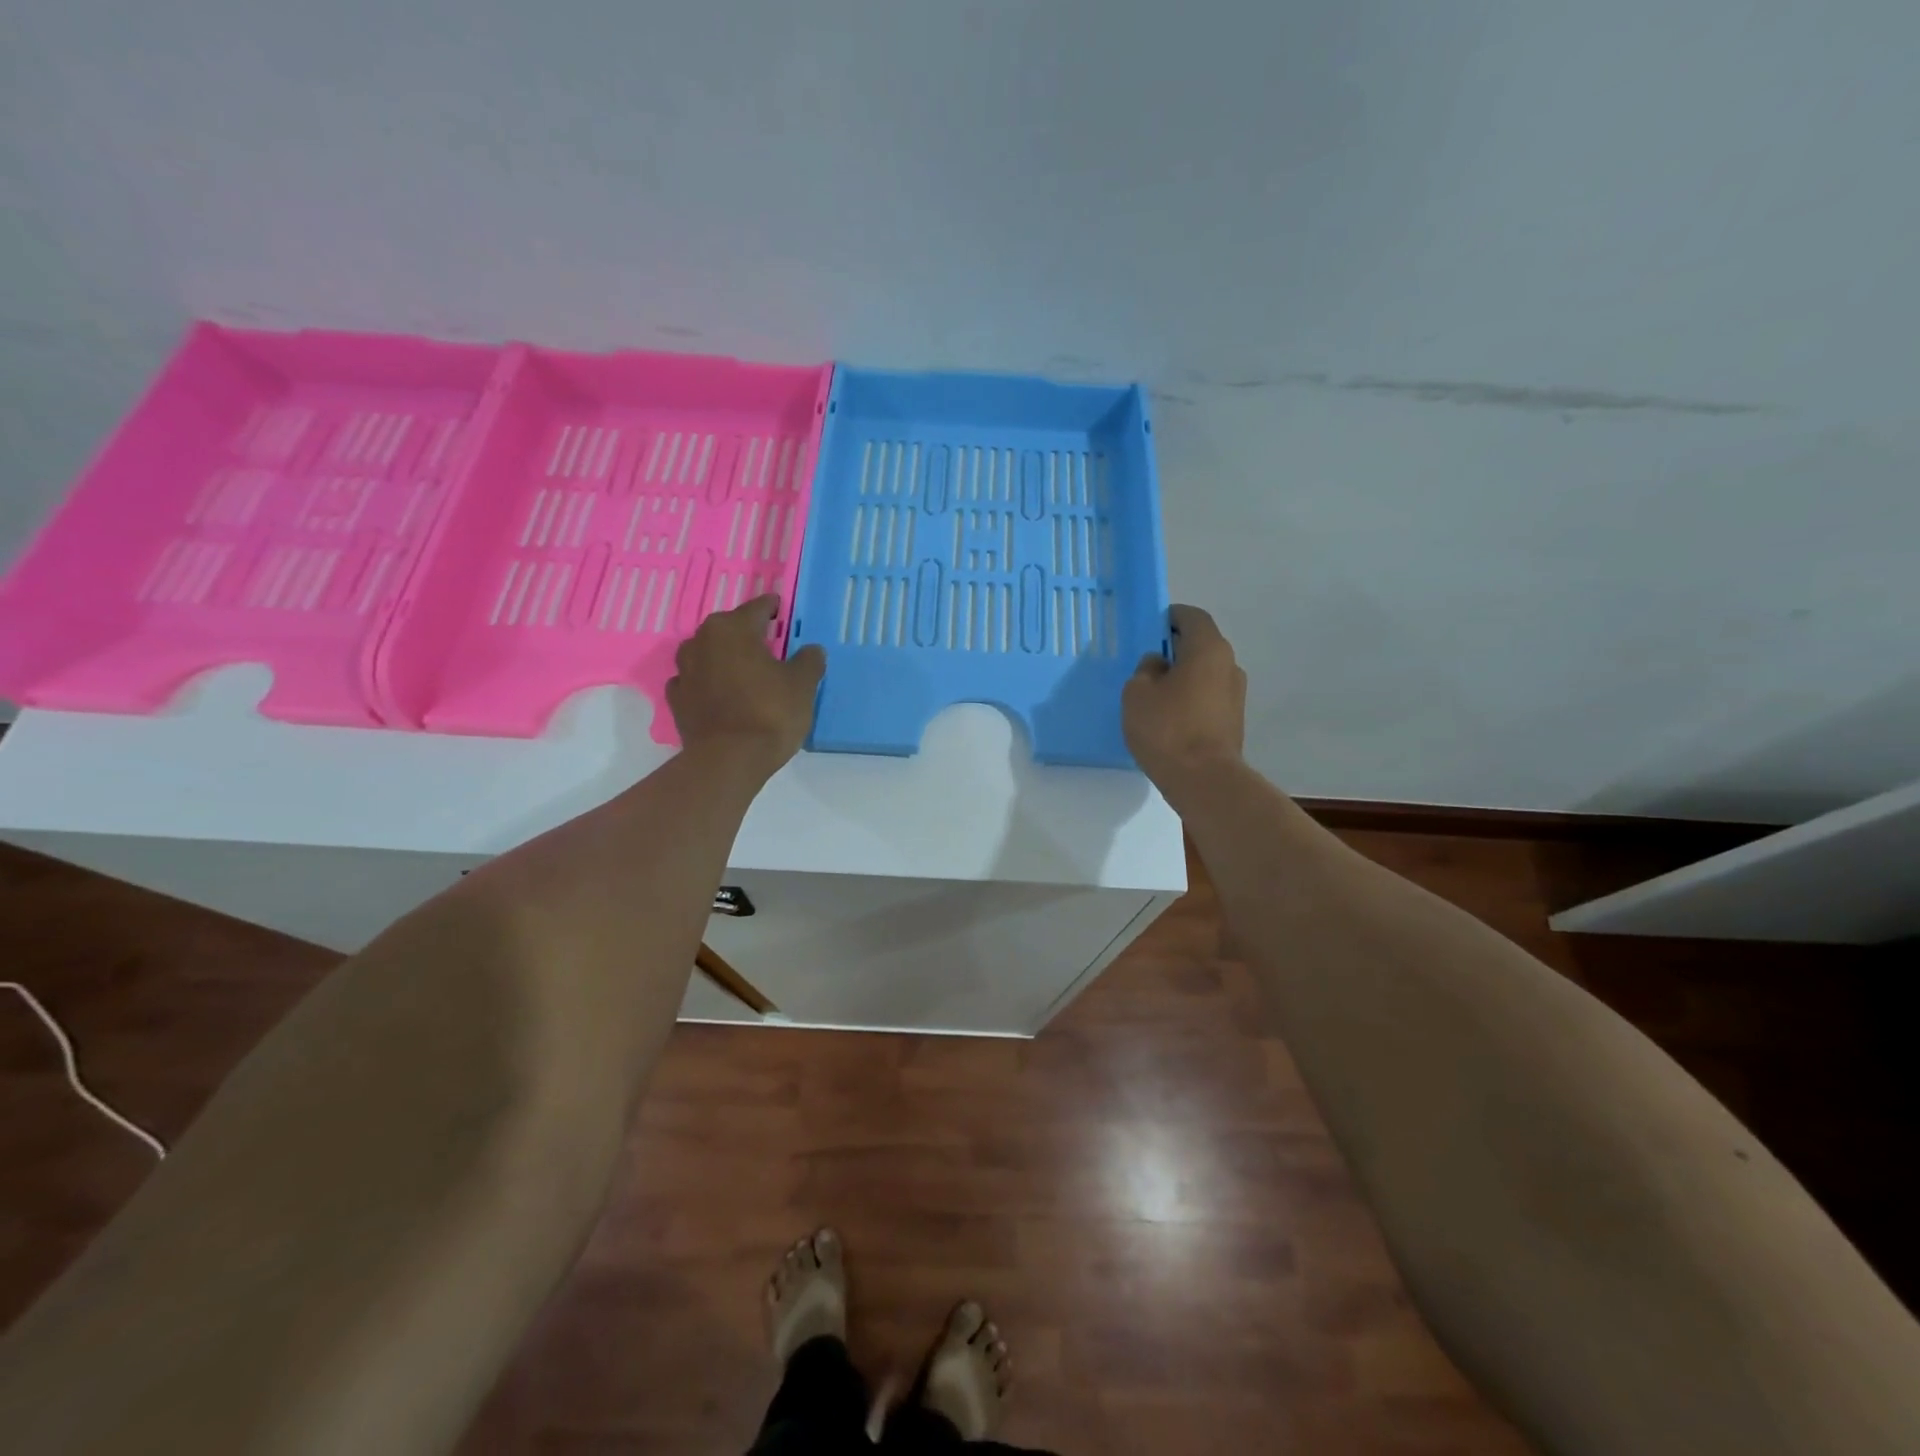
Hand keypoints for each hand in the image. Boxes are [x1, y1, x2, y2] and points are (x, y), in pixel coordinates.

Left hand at [666, 595, 824, 777]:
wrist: (728, 760)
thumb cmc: (770, 713)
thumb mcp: (802, 685)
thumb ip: (808, 661)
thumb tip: (811, 650)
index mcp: (733, 629)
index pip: (758, 608)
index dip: (773, 608)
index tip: (781, 610)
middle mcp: (702, 641)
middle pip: (730, 629)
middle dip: (748, 635)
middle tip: (769, 646)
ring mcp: (684, 670)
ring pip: (709, 654)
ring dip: (725, 658)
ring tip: (745, 672)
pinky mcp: (676, 699)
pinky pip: (696, 681)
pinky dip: (709, 683)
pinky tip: (722, 695)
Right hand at [1122, 604, 1246, 790]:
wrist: (1204, 780)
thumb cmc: (1167, 728)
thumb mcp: (1138, 693)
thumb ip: (1146, 670)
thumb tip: (1159, 665)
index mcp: (1208, 649)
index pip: (1192, 617)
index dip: (1171, 616)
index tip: (1151, 626)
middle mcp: (1229, 665)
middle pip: (1201, 645)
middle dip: (1175, 648)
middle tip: (1146, 662)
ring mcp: (1235, 695)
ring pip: (1204, 674)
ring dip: (1182, 676)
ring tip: (1154, 694)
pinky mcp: (1232, 721)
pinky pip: (1207, 698)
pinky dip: (1190, 699)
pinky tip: (1168, 717)